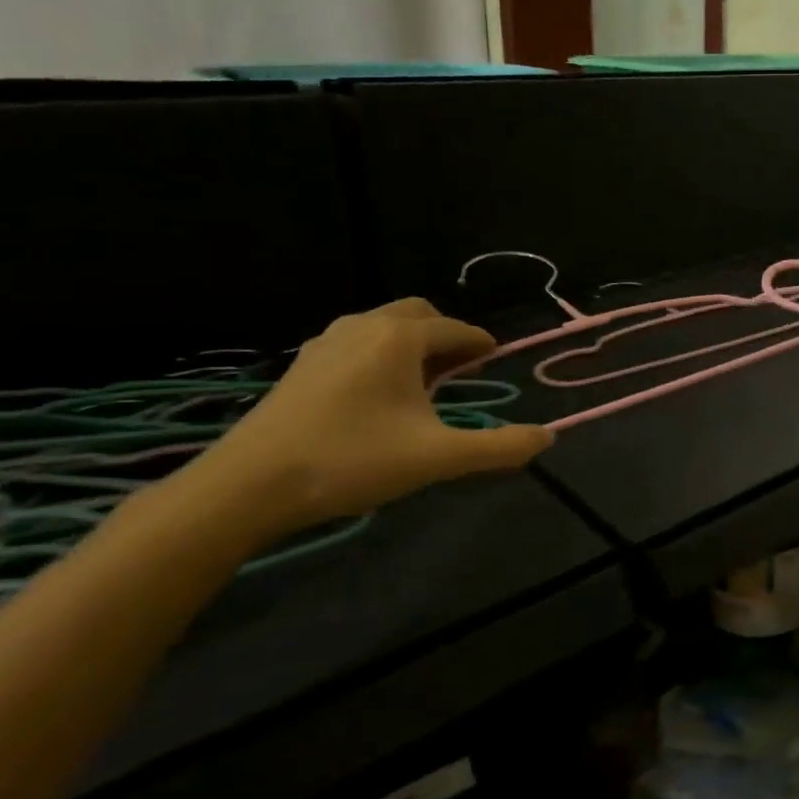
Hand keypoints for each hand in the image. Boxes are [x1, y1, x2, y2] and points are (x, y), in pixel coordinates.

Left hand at [190, 299, 551, 536]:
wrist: (251, 484)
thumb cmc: (353, 460)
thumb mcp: (438, 458)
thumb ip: (498, 448)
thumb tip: (547, 438)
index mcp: (400, 338)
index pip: (456, 329)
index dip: (481, 343)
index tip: (496, 358)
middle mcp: (364, 325)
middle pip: (419, 314)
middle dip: (447, 335)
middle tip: (464, 369)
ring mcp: (327, 341)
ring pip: (384, 326)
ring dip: (413, 344)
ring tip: (426, 383)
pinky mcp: (304, 364)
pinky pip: (358, 343)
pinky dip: (382, 354)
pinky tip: (380, 395)